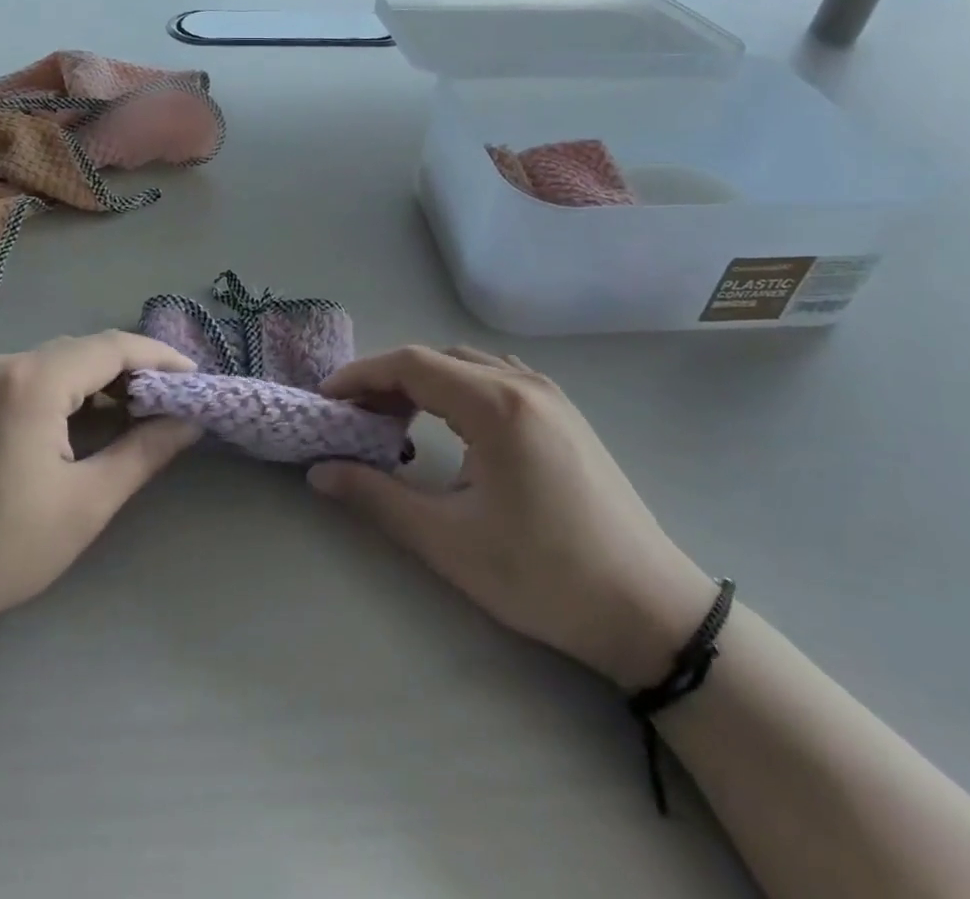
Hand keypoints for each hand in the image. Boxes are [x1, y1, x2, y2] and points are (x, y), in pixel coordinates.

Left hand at [0, 332, 199, 647]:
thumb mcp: (83, 505)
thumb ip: (143, 454)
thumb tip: (189, 422)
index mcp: (34, 380)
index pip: (115, 347)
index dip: (163, 359)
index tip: (199, 383)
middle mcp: (6, 363)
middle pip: (87, 349)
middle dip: (136, 371)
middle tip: (176, 404)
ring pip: (60, 363)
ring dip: (103, 383)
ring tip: (141, 417)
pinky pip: (34, 379)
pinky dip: (70, 393)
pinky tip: (88, 425)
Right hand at [310, 346, 718, 690]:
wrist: (651, 611)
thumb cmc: (544, 576)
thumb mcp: (448, 541)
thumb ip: (376, 498)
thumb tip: (319, 474)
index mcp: (496, 405)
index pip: (411, 364)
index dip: (361, 376)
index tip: (326, 400)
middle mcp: (523, 384)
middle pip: (437, 358)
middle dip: (387, 380)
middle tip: (354, 417)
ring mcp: (550, 396)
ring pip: (467, 365)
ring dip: (424, 382)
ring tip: (394, 420)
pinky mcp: (565, 415)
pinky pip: (496, 378)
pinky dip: (458, 388)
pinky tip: (451, 425)